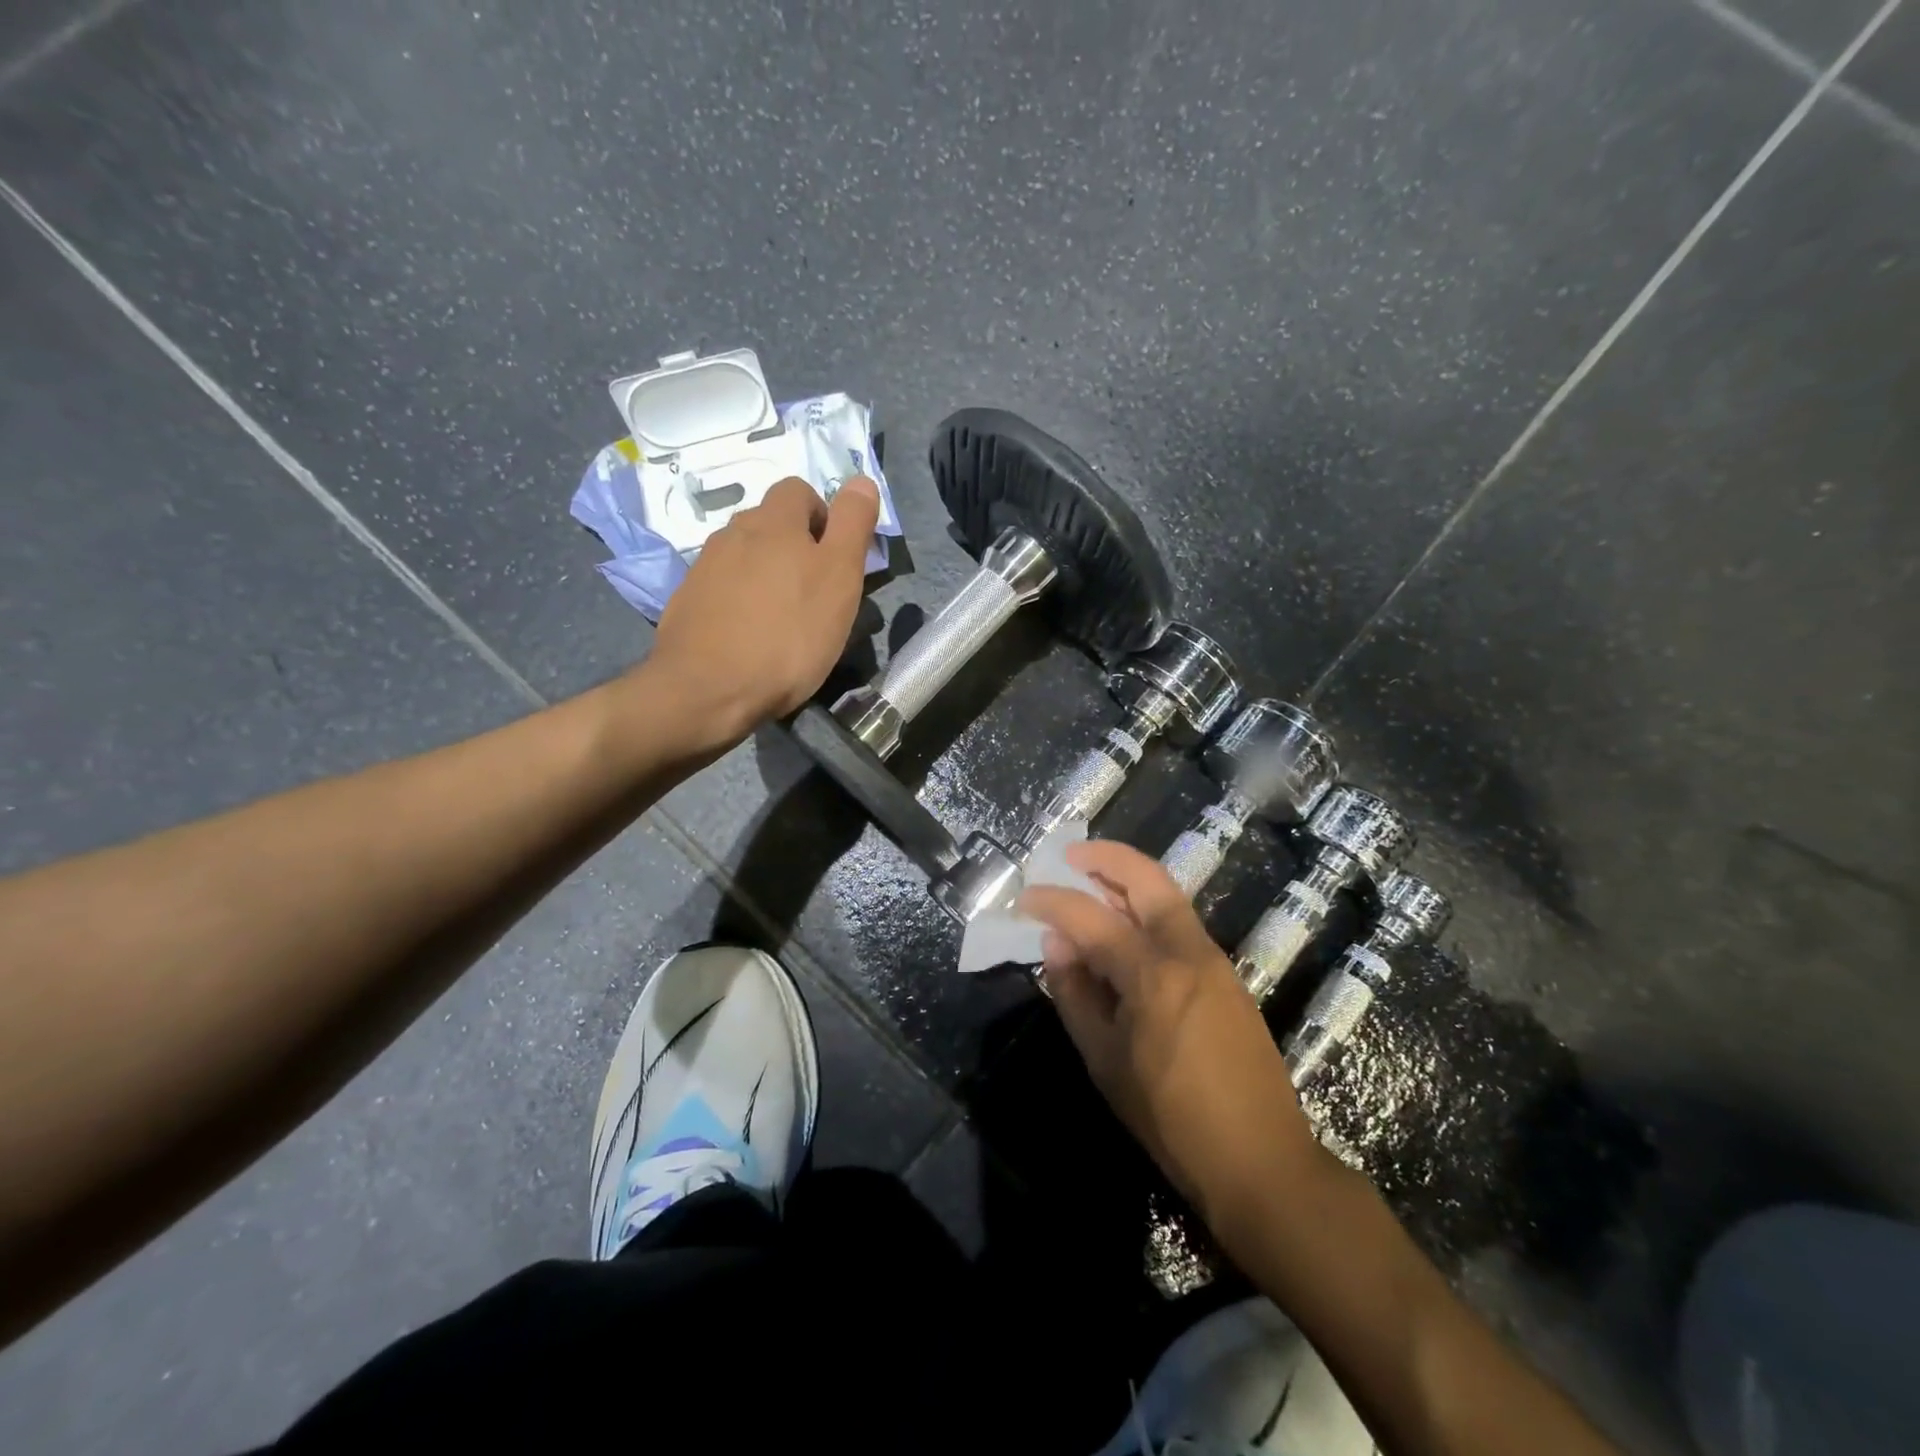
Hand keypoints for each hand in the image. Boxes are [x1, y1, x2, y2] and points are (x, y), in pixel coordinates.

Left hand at [646, 476, 880, 743]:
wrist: (708, 690)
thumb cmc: (789, 634)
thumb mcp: (839, 577)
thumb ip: (852, 525)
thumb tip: (861, 480)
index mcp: (773, 522)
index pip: (799, 490)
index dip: (822, 517)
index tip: (835, 559)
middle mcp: (733, 533)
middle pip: (770, 523)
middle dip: (794, 546)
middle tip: (814, 594)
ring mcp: (704, 567)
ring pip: (744, 556)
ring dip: (766, 574)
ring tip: (781, 619)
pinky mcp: (686, 602)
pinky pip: (721, 587)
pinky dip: (739, 601)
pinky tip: (749, 636)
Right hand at [1018, 840, 1321, 1225]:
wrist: (1261, 1162)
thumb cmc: (1171, 1119)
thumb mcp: (1105, 1062)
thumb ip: (1075, 994)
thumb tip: (1057, 944)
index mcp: (1153, 974)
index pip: (1090, 917)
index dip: (1051, 902)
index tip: (1024, 898)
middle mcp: (1187, 952)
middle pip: (1147, 878)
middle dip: (1106, 857)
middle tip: (1070, 856)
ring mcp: (1213, 961)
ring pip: (1167, 896)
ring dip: (1128, 879)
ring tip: (1090, 883)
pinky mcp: (1226, 977)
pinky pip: (1179, 924)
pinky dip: (1146, 910)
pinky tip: (1123, 929)